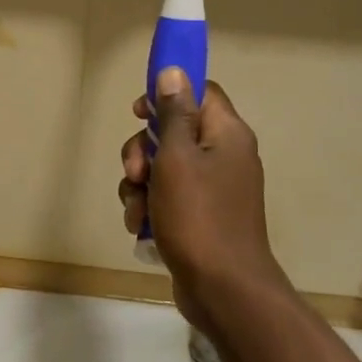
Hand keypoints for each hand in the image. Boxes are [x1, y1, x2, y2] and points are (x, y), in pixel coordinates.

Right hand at [120, 70, 289, 333]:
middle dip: (143, 151)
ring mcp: (214, 189)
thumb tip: (173, 72)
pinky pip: (169, 198)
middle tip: (134, 174)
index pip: (199, 92)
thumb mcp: (177, 158)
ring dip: (140, 186)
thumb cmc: (198, 217)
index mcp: (227, 133)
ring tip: (136, 212)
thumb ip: (173, 114)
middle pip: (174, 132)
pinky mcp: (203, 217)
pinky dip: (151, 208)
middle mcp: (225, 155)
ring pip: (164, 168)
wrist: (224, 290)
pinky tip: (141, 228)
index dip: (166, 95)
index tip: (138, 111)